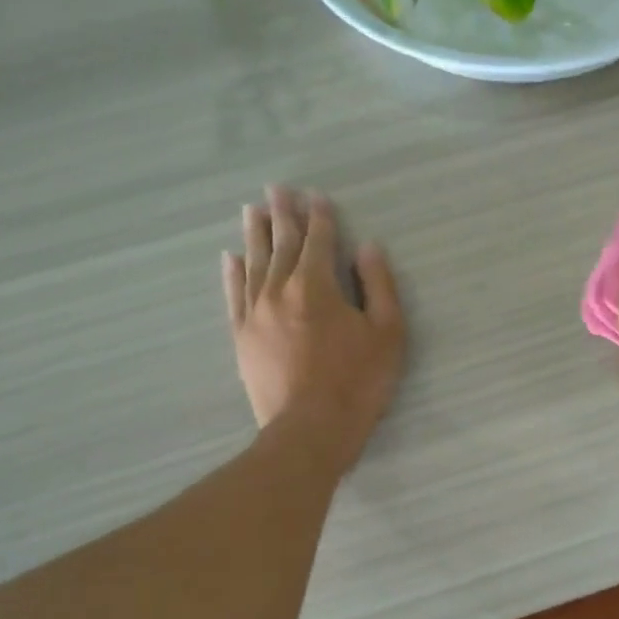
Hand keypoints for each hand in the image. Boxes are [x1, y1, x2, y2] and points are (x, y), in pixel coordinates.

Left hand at [224, 187, 404, 470]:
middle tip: (276, 189)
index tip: (317, 196)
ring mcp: (255, 313)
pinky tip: (230, 257)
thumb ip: (379, 286)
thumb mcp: (387, 333)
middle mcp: (280, 289)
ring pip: (254, 263)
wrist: (309, 430)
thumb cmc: (358, 382)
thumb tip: (368, 248)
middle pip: (282, 243)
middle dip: (283, 214)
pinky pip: (234, 294)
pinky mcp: (241, 336)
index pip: (319, 240)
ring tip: (253, 210)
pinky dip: (232, 272)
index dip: (321, 216)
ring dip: (256, 234)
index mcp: (317, 285)